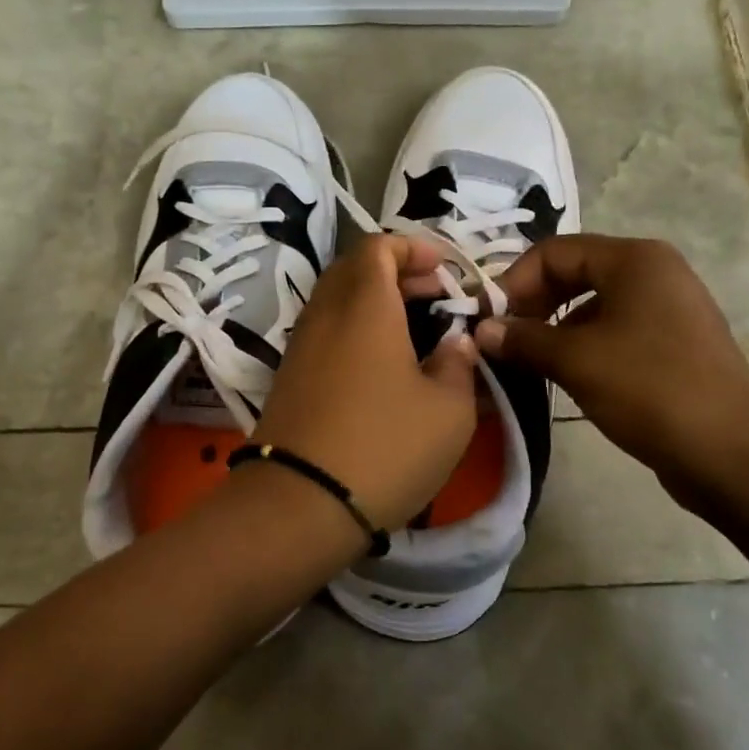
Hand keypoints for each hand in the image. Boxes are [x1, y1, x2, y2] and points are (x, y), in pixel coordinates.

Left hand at [257, 235, 480, 531]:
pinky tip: (384, 367)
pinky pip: (327, 332)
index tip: (444, 270)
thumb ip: (458, 364)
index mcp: (364, 305)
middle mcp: (325, 314)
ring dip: (376, 303)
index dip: (413, 248)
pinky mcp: (290, 377)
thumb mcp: (449, 410)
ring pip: (338, 301)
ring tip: (416, 333)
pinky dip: (356, 330)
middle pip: (355, 269)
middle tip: (435, 298)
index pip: (379, 246)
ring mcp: (301, 345)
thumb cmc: (385, 446)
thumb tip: (455, 343)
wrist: (300, 503)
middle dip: (398, 272)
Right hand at [474, 234, 748, 509]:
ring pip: (593, 306)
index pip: (553, 251)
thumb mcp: (576, 361)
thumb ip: (523, 339)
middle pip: (573, 273)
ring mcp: (668, 310)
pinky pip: (615, 332)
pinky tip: (567, 379)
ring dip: (554, 330)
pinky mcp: (674, 345)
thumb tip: (480, 331)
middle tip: (504, 341)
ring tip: (529, 364)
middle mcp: (654, 273)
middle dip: (532, 305)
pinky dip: (583, 348)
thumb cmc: (650, 389)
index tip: (487, 320)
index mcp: (634, 260)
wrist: (733, 454)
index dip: (513, 281)